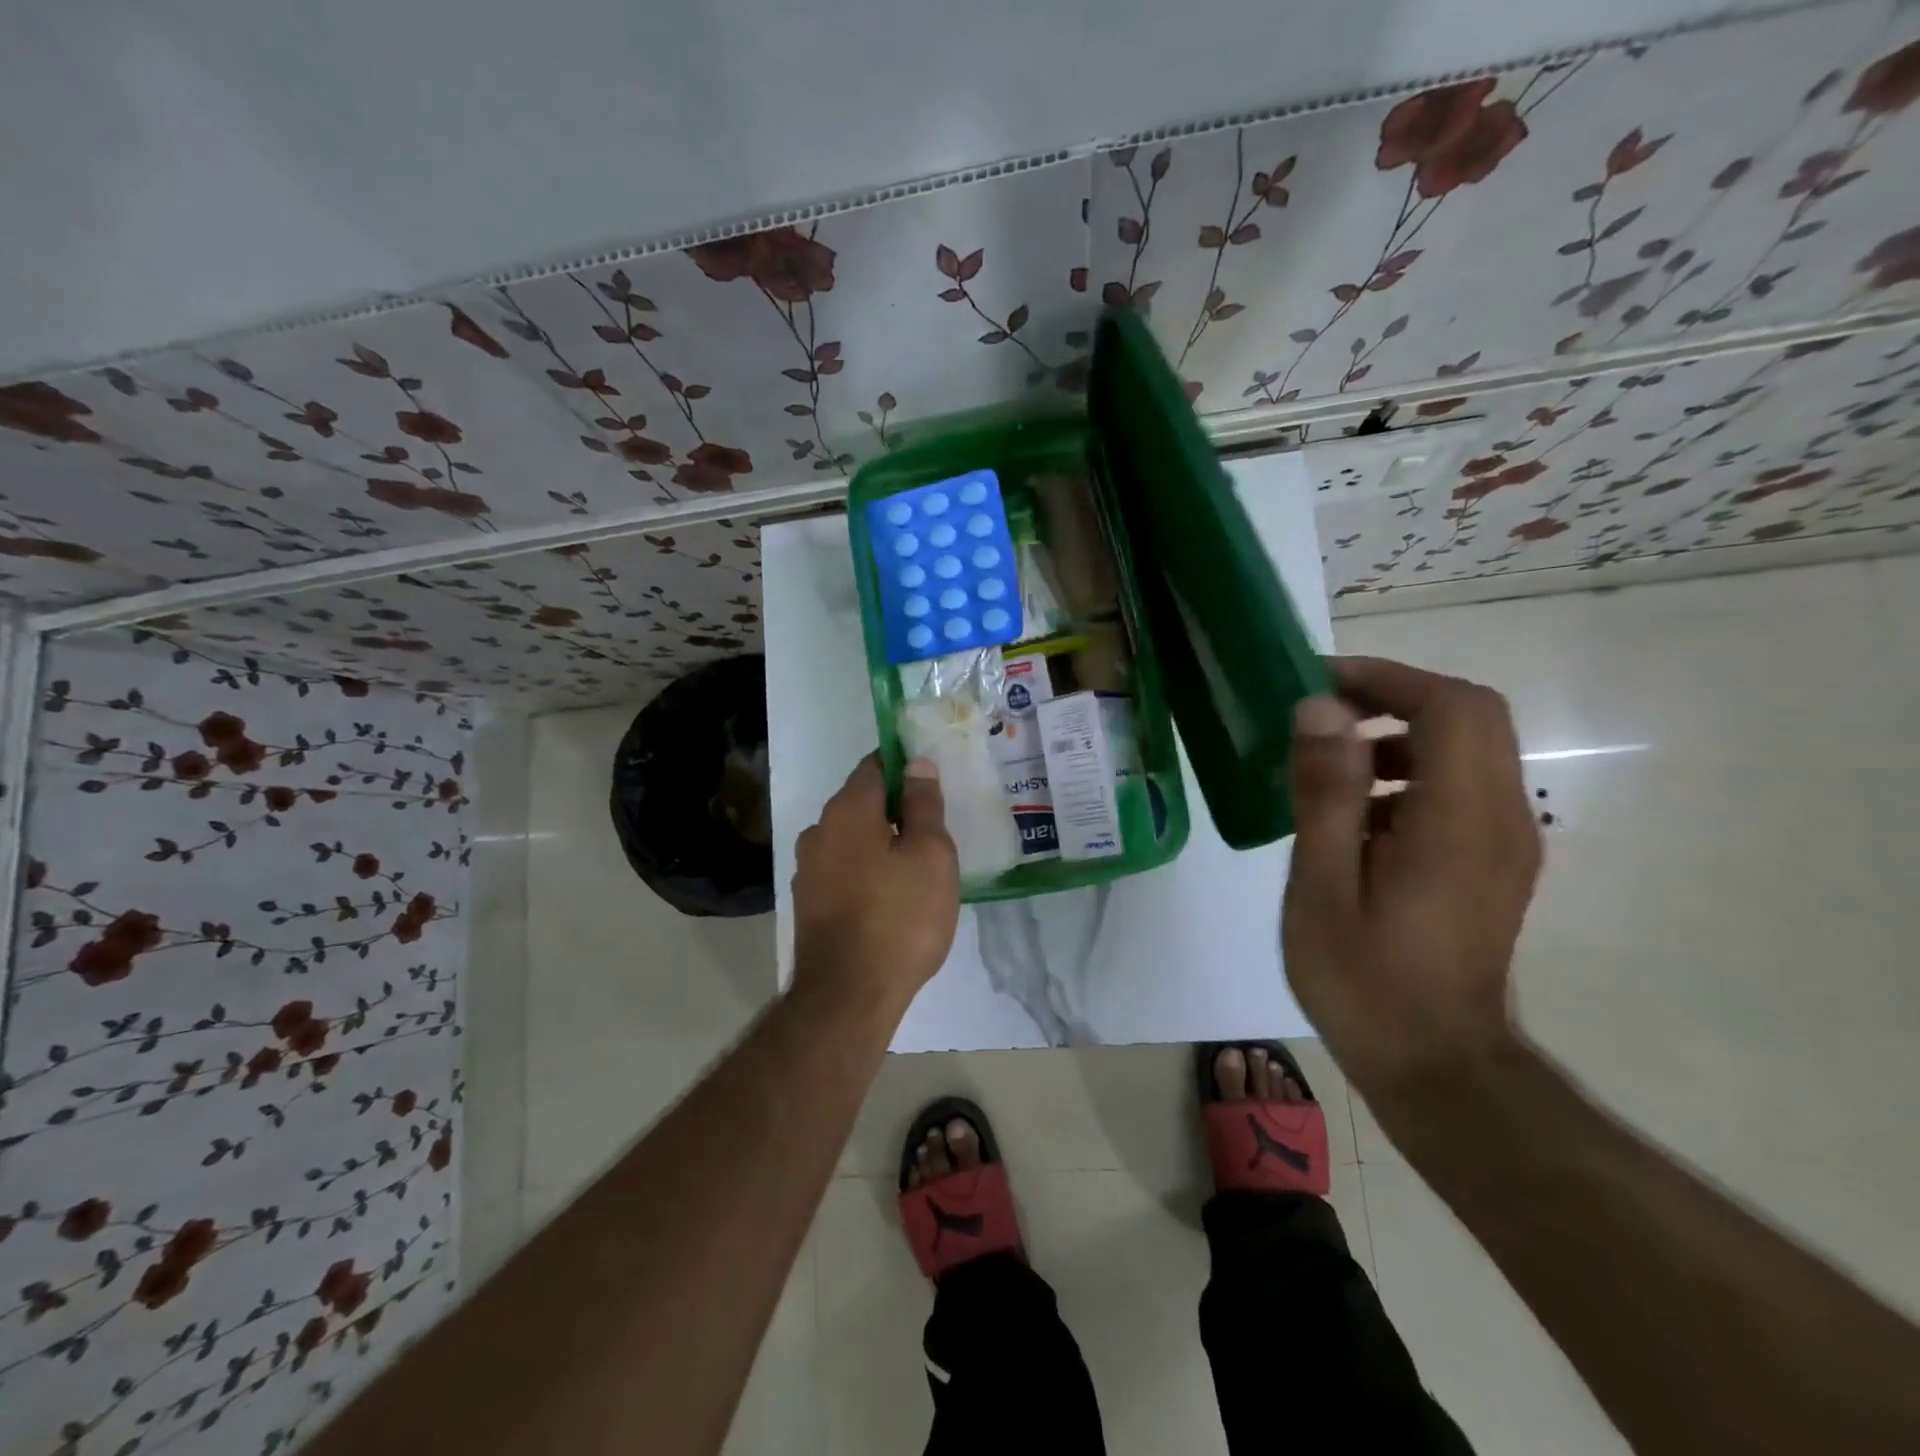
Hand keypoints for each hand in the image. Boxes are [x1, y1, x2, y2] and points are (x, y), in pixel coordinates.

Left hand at [791, 754, 958, 1013]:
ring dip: (880, 841)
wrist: (848, 995)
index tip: (932, 781)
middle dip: (895, 807)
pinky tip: (890, 894)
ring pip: (852, 838)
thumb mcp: (930, 855)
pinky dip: (866, 869)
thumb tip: (917, 764)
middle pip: (862, 801)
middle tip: (934, 827)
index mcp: (848, 810)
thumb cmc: (900, 917)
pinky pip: (843, 868)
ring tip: (917, 864)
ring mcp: (808, 868)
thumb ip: (923, 805)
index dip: (905, 765)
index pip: (875, 765)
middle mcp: (819, 830)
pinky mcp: (809, 901)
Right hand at [1282, 656, 1540, 1101]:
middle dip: (1394, 697)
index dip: (1387, 678)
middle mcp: (1501, 818)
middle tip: (1321, 713)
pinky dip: (1407, 774)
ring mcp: (1505, 842)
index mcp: (1460, 820)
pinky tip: (1353, 817)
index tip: (1320, 683)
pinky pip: (1459, 788)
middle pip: (1469, 716)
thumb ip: (1325, 792)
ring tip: (1325, 764)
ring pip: (1466, 750)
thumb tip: (1320, 709)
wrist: (1436, 1066)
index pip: (1451, 706)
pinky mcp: (1493, 863)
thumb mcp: (1323, 886)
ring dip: (1398, 736)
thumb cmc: (1366, 980)